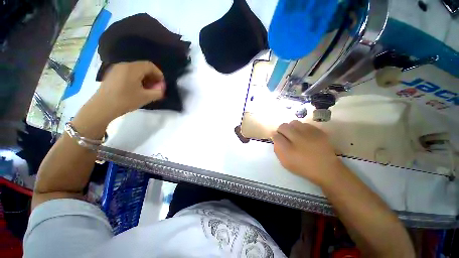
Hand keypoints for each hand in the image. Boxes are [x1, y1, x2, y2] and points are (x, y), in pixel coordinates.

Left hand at [89, 61, 165, 121]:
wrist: (102, 107)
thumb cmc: (125, 100)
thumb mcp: (146, 97)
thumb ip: (158, 92)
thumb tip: (162, 88)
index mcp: (132, 69)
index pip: (150, 65)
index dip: (159, 74)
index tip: (161, 84)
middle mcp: (124, 65)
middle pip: (143, 67)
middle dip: (152, 76)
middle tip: (155, 87)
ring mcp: (116, 69)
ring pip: (135, 70)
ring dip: (144, 78)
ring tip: (147, 89)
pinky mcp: (112, 74)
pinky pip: (128, 73)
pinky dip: (136, 78)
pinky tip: (136, 88)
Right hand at [272, 120, 342, 185]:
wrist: (326, 169)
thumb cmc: (302, 167)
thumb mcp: (285, 162)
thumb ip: (277, 149)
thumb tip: (275, 137)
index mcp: (287, 149)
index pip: (276, 136)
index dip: (275, 136)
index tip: (277, 139)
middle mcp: (297, 139)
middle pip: (283, 126)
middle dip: (281, 130)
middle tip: (284, 135)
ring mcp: (309, 133)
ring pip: (293, 122)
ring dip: (291, 127)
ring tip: (294, 134)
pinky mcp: (318, 131)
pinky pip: (305, 124)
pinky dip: (301, 128)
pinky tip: (304, 134)